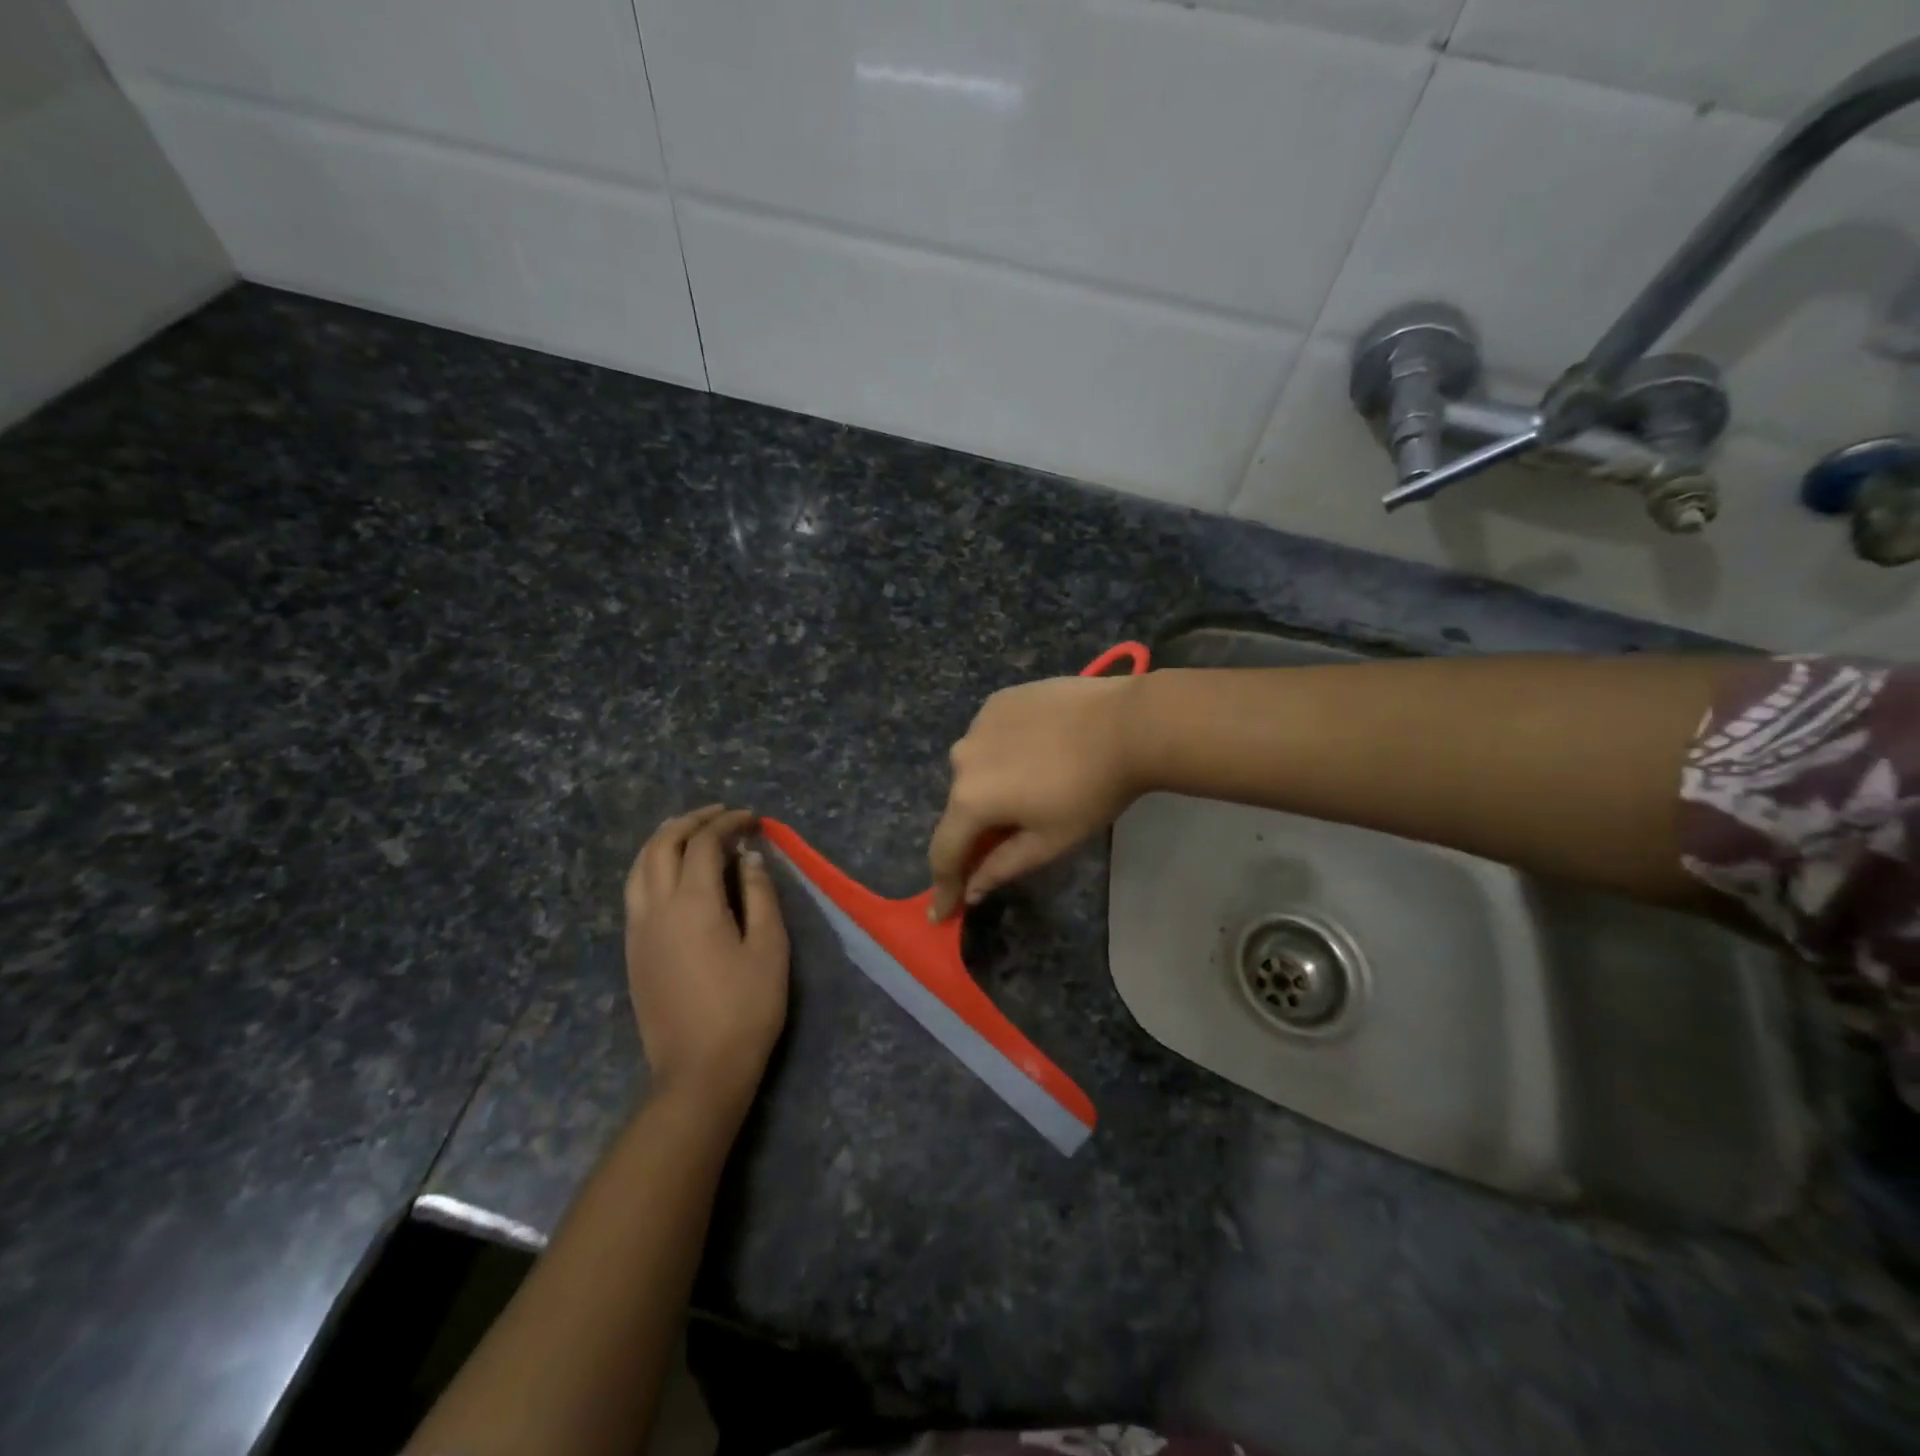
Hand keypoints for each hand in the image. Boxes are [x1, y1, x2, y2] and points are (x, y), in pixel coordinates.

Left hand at [623, 806, 789, 1111]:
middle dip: (690, 822)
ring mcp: (638, 929)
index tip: (752, 818)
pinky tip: (672, 874)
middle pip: (662, 845)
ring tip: (690, 833)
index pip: (704, 844)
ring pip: (639, 866)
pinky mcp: (632, 950)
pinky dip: (652, 866)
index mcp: (693, 903)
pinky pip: (635, 890)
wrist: (699, 1070)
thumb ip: (760, 894)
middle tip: (720, 815)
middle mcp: (656, 907)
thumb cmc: (746, 1007)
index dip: (727, 823)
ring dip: (664, 840)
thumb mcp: (769, 947)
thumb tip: (748, 856)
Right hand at [928, 673, 1145, 919]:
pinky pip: (990, 737)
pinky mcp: (999, 701)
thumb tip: (971, 889)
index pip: (944, 851)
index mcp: (970, 799)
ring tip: (1029, 789)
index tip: (942, 912)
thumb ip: (1001, 866)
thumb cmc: (1091, 792)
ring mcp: (978, 724)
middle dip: (975, 829)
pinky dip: (1003, 753)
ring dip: (990, 786)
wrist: (1127, 724)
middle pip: (960, 806)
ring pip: (975, 768)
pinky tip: (1035, 752)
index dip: (944, 885)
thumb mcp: (1049, 841)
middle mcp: (961, 758)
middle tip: (1002, 842)